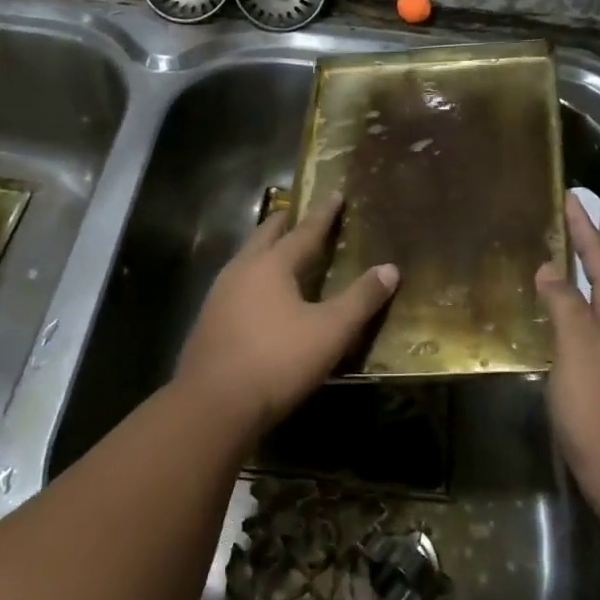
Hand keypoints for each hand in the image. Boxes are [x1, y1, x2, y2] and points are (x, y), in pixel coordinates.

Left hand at [174, 196, 398, 438]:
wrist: (212, 406)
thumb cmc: (277, 361)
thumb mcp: (330, 331)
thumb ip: (361, 299)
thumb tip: (390, 269)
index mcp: (271, 265)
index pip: (304, 231)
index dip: (324, 213)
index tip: (335, 192)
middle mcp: (241, 271)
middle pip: (265, 236)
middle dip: (284, 222)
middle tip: (300, 213)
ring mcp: (219, 295)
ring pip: (246, 259)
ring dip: (265, 249)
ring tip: (280, 251)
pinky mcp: (208, 322)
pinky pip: (236, 285)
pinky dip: (253, 278)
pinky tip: (259, 296)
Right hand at [535, 192, 599, 522]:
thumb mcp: (577, 347)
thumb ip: (564, 303)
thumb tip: (552, 267)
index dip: (584, 227)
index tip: (571, 197)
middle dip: (587, 249)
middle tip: (563, 224)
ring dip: (583, 281)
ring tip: (560, 261)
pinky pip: (598, 329)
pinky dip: (580, 311)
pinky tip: (564, 317)